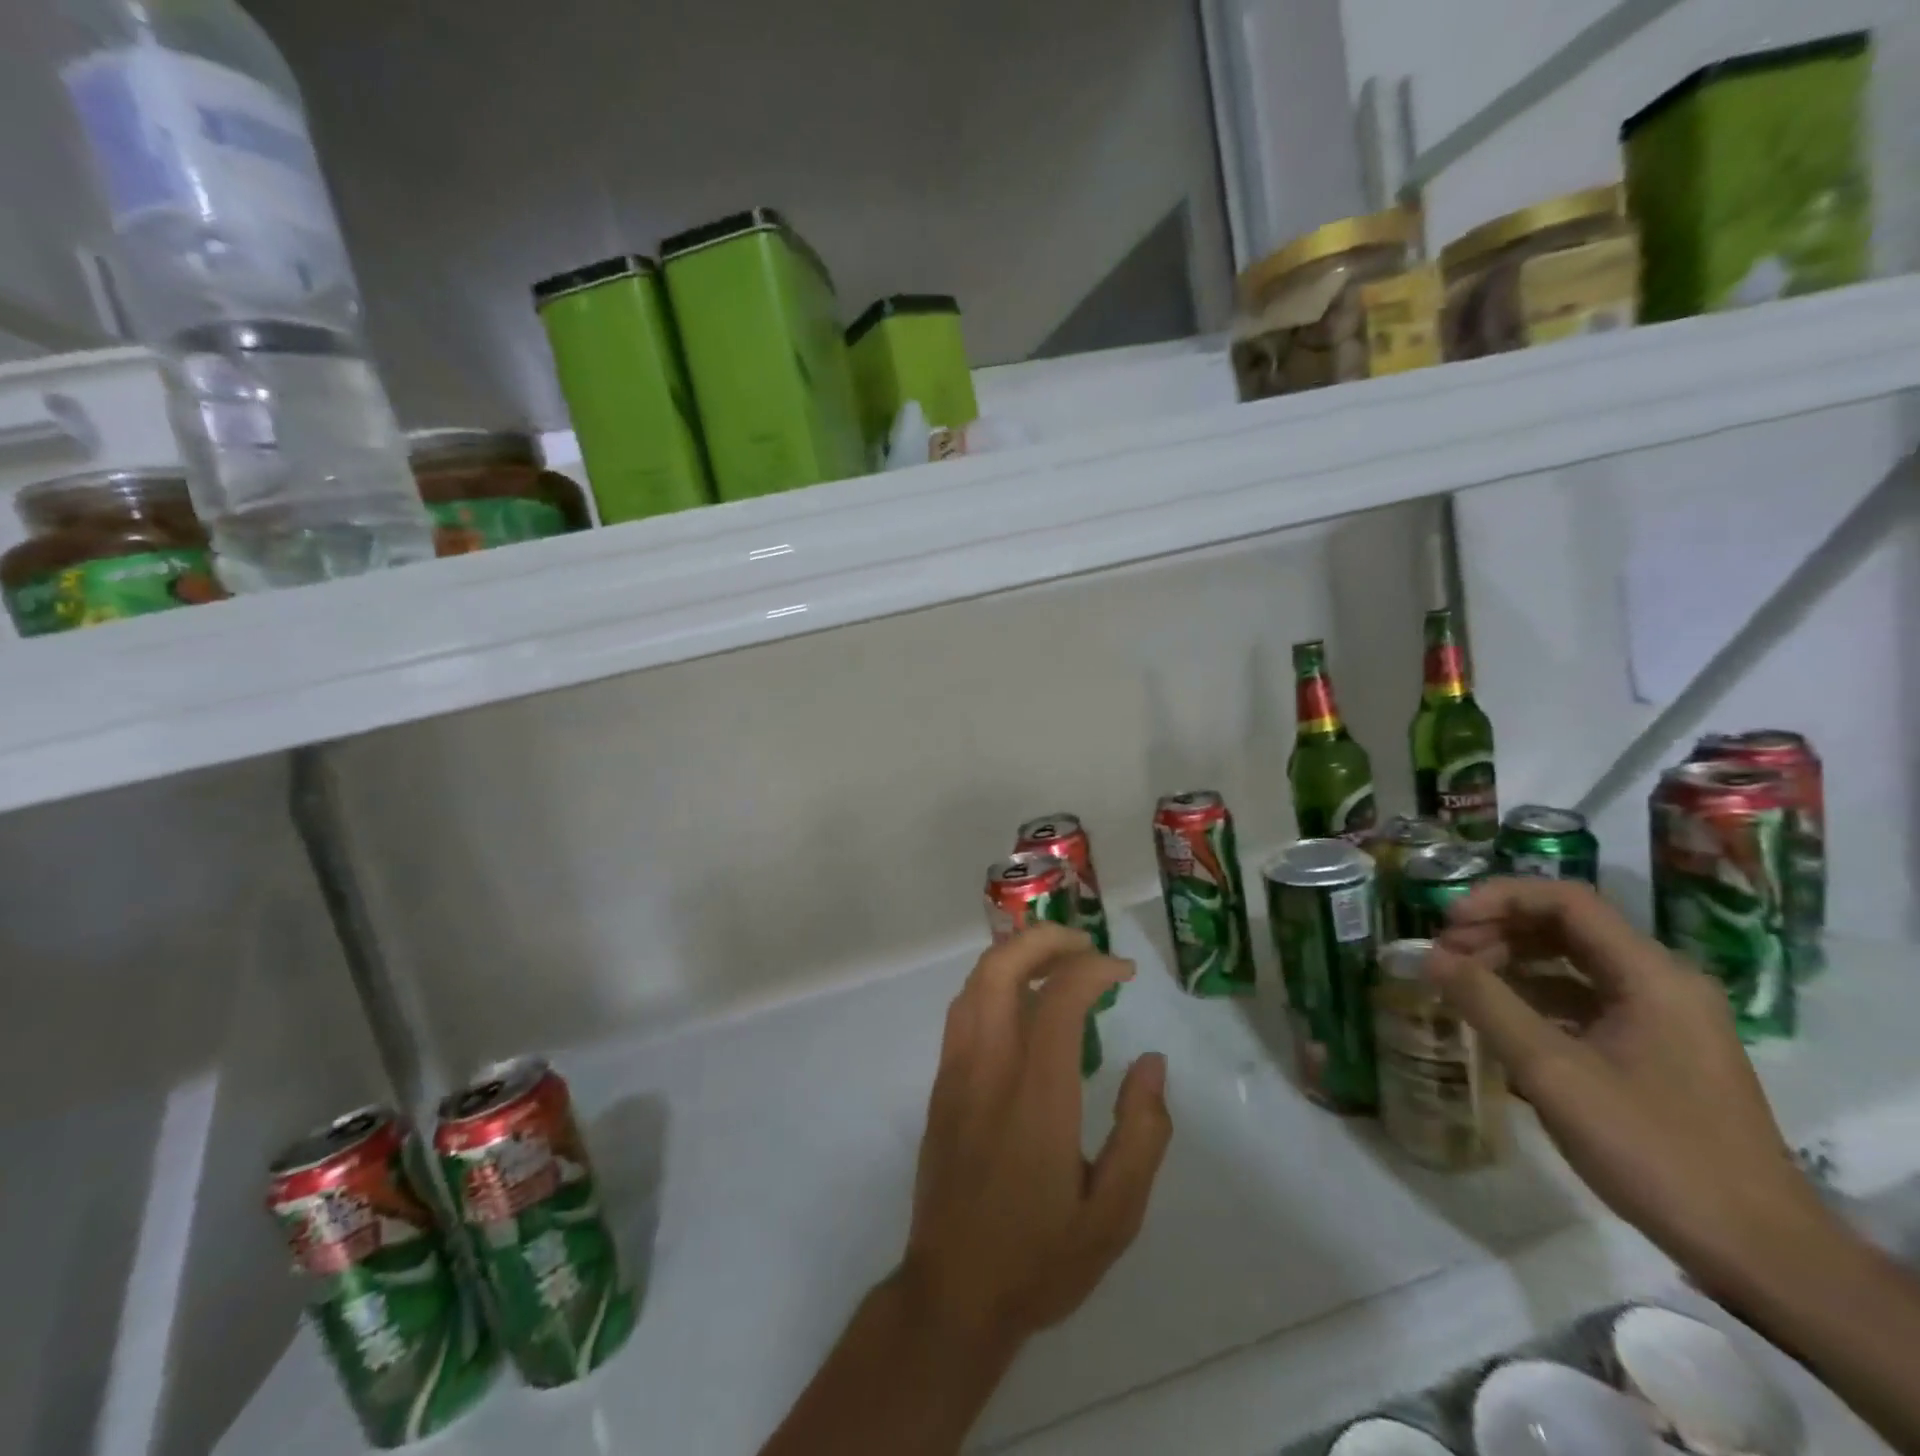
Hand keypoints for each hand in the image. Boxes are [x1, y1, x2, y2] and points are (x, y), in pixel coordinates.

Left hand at [903, 923, 1172, 1348]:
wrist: (954, 1293)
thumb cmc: (1040, 1257)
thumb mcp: (1115, 1215)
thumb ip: (1142, 1133)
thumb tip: (1153, 1064)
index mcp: (1037, 1095)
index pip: (1060, 997)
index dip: (1093, 967)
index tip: (1123, 972)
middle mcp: (989, 1067)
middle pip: (1002, 967)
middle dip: (1045, 938)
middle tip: (1085, 945)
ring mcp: (956, 1071)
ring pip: (975, 981)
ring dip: (1016, 955)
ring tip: (1057, 963)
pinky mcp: (940, 1084)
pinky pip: (963, 1009)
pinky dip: (994, 983)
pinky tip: (1021, 1004)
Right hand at [1427, 879, 1834, 1297]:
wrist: (1758, 1251)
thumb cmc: (1653, 1149)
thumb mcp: (1553, 1072)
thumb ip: (1487, 1003)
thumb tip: (1429, 957)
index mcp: (1651, 974)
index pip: (1565, 900)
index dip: (1497, 899)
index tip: (1446, 925)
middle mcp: (1662, 982)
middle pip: (1567, 927)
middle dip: (1497, 932)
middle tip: (1444, 958)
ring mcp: (1663, 1017)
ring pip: (1572, 963)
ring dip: (1512, 963)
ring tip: (1462, 986)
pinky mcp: (1656, 1050)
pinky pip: (1584, 1000)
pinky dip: (1535, 998)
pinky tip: (1499, 1021)